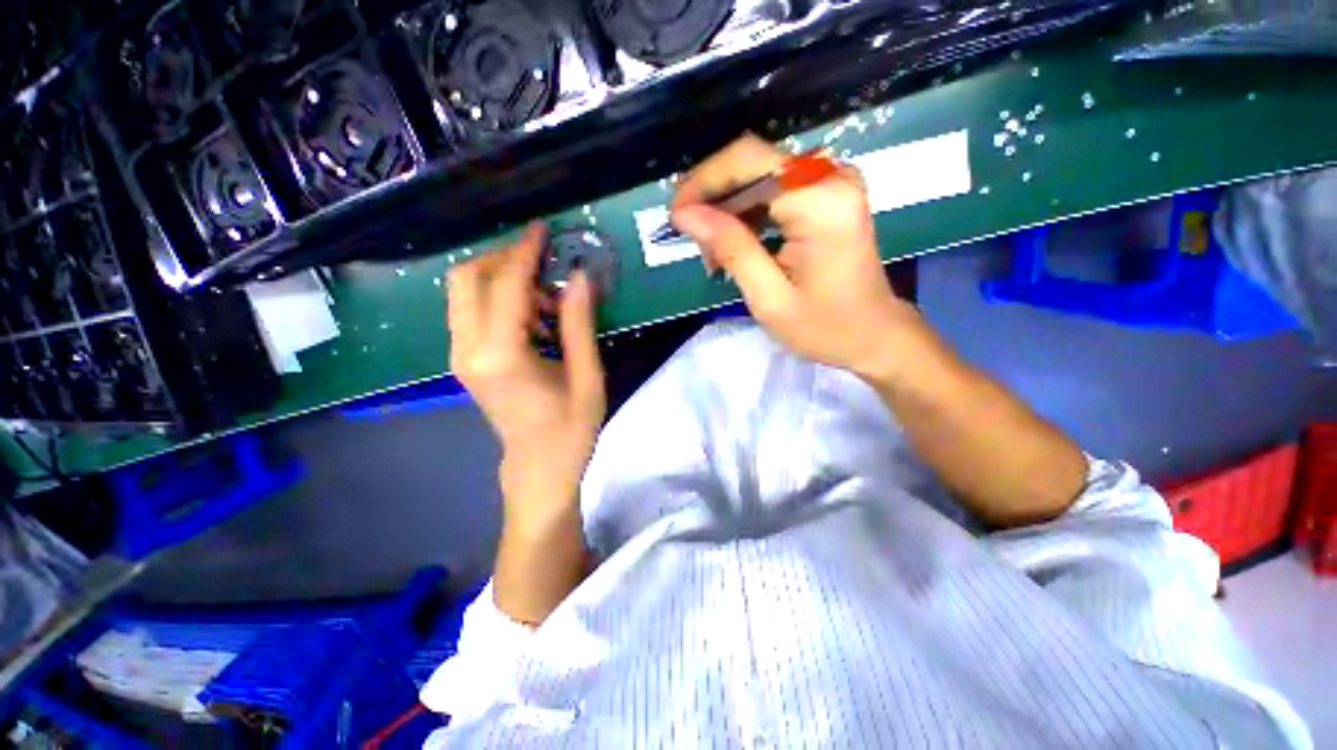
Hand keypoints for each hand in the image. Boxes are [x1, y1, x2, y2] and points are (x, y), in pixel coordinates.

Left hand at [446, 223, 605, 527]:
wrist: (538, 466)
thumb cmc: (570, 428)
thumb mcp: (587, 375)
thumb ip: (579, 323)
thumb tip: (579, 276)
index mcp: (501, 355)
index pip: (506, 285)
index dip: (525, 252)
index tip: (542, 229)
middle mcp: (468, 349)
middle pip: (467, 278)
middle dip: (504, 258)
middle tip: (544, 260)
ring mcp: (460, 355)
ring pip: (465, 292)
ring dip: (503, 280)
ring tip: (548, 300)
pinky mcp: (464, 360)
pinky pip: (471, 311)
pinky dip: (499, 300)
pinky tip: (534, 319)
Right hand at [671, 134, 918, 378]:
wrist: (875, 335)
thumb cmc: (825, 327)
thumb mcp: (769, 297)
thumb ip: (730, 249)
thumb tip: (686, 214)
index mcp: (820, 200)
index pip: (747, 160)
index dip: (703, 182)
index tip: (675, 217)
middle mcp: (831, 176)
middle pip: (752, 164)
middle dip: (714, 201)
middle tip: (695, 245)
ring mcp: (833, 181)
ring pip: (760, 176)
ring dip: (729, 211)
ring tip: (715, 256)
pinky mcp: (830, 194)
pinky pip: (776, 189)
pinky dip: (749, 215)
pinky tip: (737, 246)